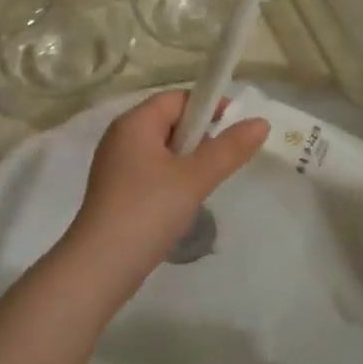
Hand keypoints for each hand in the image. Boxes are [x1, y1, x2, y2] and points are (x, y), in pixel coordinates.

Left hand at [67, 91, 267, 273]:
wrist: (102, 265)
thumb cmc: (149, 210)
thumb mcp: (195, 178)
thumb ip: (229, 149)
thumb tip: (261, 122)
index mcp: (134, 123)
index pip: (177, 98)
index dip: (209, 106)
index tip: (235, 127)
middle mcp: (121, 137)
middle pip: (169, 122)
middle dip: (200, 138)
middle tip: (221, 163)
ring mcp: (115, 166)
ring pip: (162, 150)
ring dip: (187, 163)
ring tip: (202, 187)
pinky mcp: (116, 191)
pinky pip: (151, 172)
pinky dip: (171, 181)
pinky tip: (181, 205)